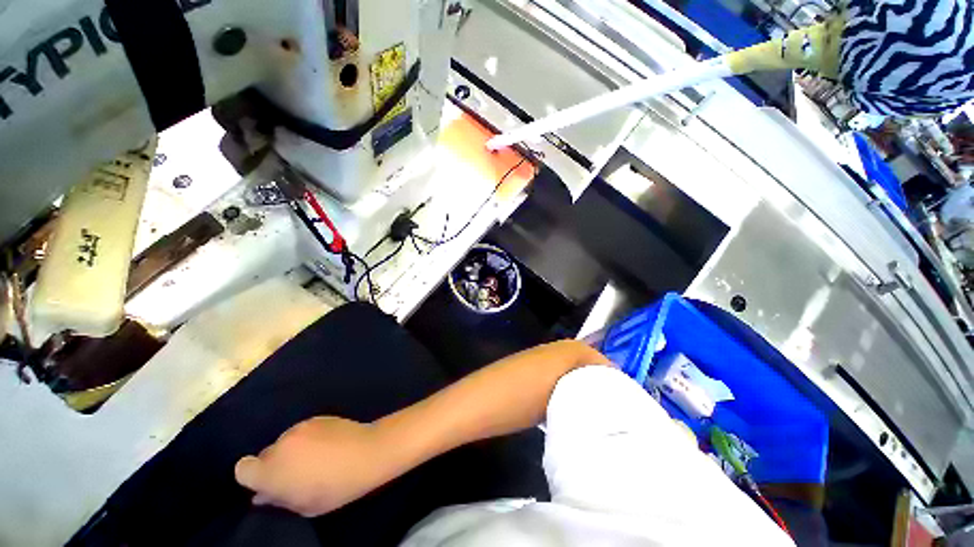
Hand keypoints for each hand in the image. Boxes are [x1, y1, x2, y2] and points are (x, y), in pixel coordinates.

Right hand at [235, 417, 394, 516]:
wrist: (367, 452)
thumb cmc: (335, 487)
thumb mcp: (303, 505)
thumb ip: (278, 499)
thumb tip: (261, 495)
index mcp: (271, 471)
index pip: (243, 469)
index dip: (254, 475)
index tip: (269, 481)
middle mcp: (280, 445)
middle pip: (265, 455)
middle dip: (275, 464)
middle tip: (297, 472)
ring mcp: (299, 427)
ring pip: (285, 442)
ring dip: (292, 450)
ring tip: (316, 457)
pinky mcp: (316, 416)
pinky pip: (303, 430)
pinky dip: (308, 437)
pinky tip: (326, 444)